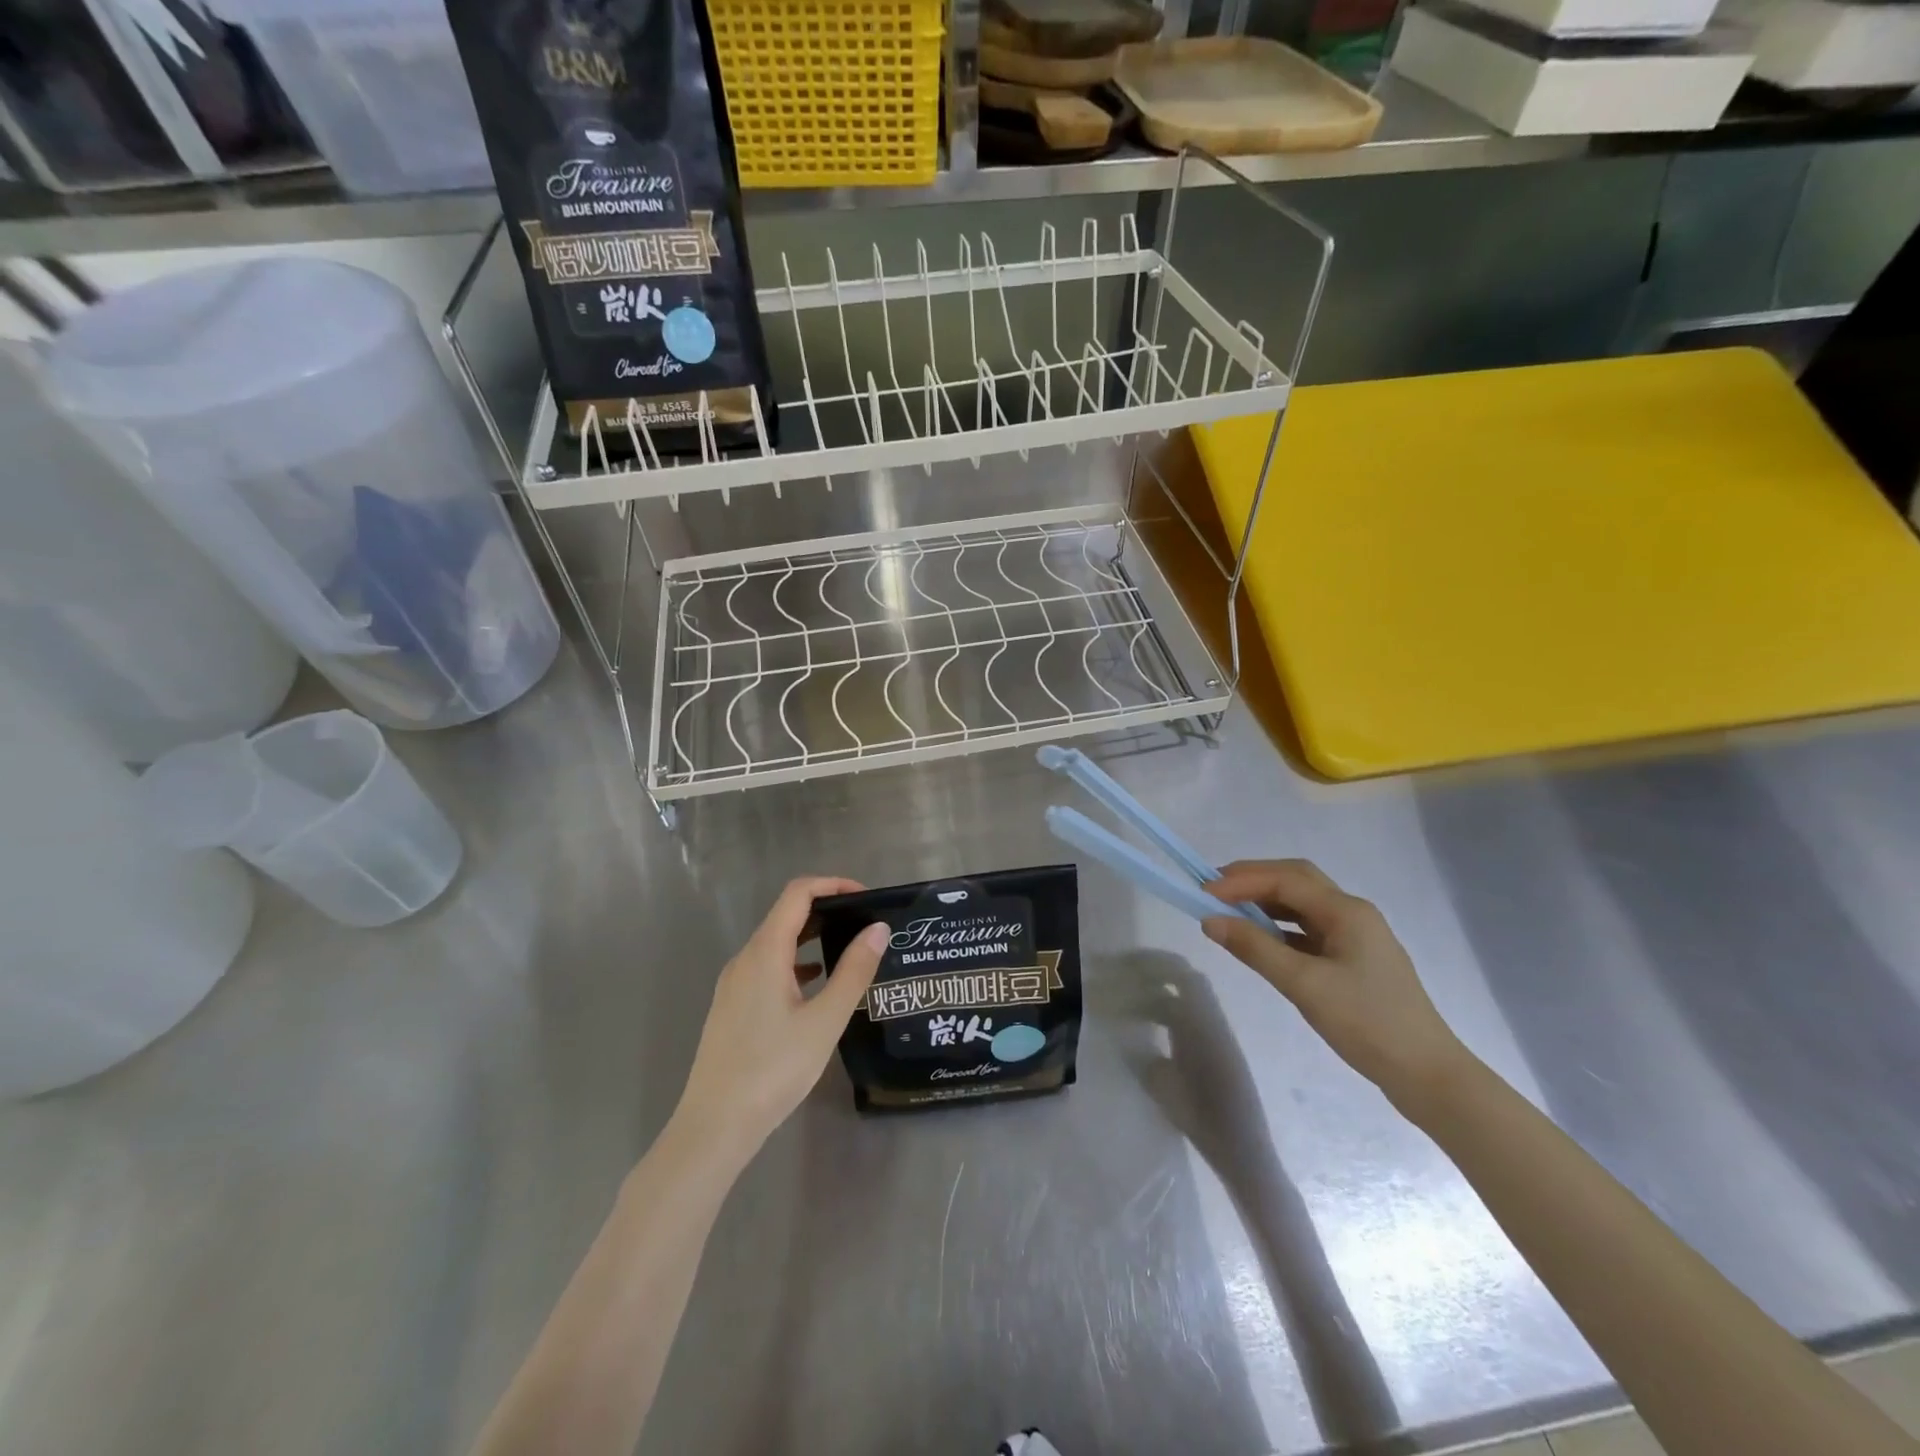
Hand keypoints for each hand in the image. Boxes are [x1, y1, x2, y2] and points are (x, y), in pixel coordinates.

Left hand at [675, 877, 889, 1158]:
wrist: (714, 1126)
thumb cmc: (773, 1070)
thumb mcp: (825, 1020)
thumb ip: (854, 971)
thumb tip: (878, 928)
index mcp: (765, 952)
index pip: (798, 893)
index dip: (833, 885)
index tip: (866, 898)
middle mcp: (745, 958)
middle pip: (786, 914)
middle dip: (826, 910)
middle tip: (864, 925)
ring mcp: (734, 983)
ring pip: (776, 942)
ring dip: (811, 937)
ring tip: (847, 951)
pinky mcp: (732, 1006)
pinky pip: (767, 967)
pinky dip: (795, 962)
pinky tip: (816, 986)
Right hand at [1202, 860, 1469, 1107]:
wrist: (1427, 1075)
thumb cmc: (1366, 1023)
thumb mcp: (1304, 985)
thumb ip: (1255, 948)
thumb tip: (1210, 921)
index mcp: (1346, 911)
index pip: (1284, 879)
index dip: (1240, 881)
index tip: (1203, 893)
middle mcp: (1352, 913)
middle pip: (1295, 880)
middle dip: (1253, 880)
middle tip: (1213, 891)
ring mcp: (1356, 936)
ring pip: (1302, 905)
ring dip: (1265, 902)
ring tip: (1229, 912)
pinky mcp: (1354, 960)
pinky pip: (1308, 929)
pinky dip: (1279, 927)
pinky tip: (1260, 940)